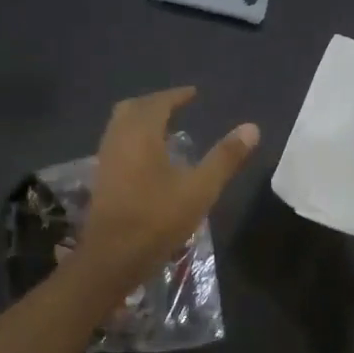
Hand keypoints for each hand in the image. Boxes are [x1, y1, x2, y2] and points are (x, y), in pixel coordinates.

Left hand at [80, 87, 259, 284]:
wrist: (111, 258)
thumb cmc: (157, 220)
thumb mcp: (200, 189)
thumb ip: (225, 158)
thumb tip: (252, 127)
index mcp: (140, 134)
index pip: (158, 102)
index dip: (176, 96)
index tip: (193, 94)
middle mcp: (118, 139)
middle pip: (133, 108)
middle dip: (155, 103)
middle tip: (178, 106)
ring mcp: (105, 160)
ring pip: (121, 126)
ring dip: (142, 120)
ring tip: (167, 129)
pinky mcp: (101, 179)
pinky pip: (117, 143)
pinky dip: (133, 138)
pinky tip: (150, 158)